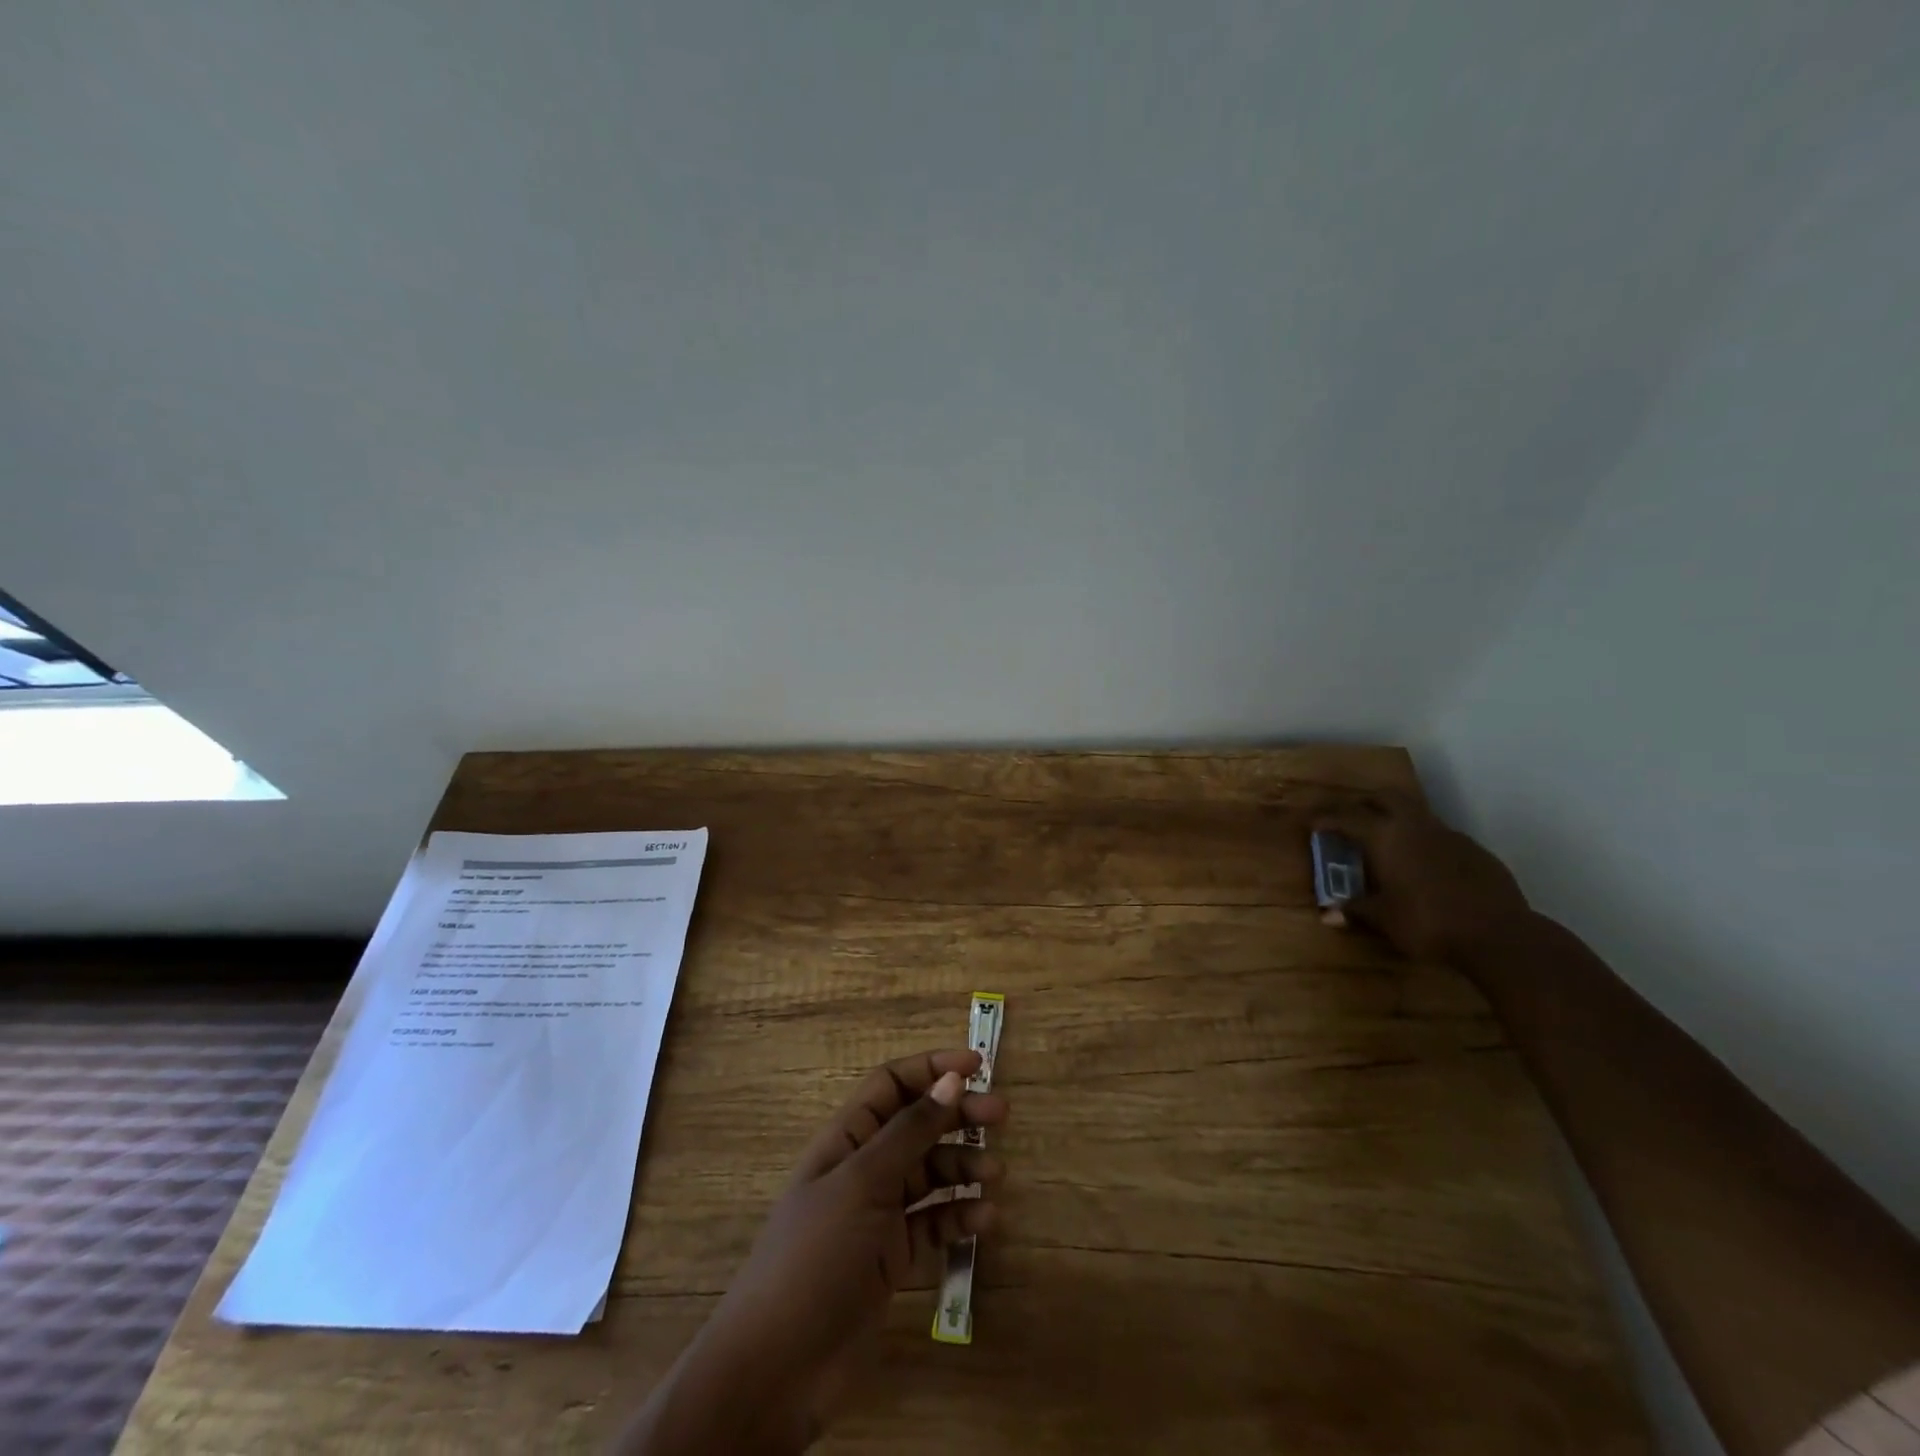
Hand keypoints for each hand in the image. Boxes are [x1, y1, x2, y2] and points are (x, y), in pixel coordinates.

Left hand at [621, 1049, 1007, 1453]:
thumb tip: (950, 1079)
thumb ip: (909, 1131)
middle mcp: (864, 1168)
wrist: (777, 1368)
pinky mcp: (892, 1258)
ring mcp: (878, 1215)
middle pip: (917, 1124)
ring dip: (963, 1166)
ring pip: (930, 1173)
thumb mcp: (862, 1183)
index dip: (931, 1069)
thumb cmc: (815, 1255)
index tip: (977, 1064)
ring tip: (995, 1175)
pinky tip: (986, 1220)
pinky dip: (960, 1217)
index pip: (891, 1084)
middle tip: (1001, 1113)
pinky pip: (934, 1224)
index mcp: (846, 1138)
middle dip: (957, 1114)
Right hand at [1313, 794, 1532, 968]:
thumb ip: (1357, 910)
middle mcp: (1415, 826)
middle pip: (1385, 797)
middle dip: (1364, 802)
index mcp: (1385, 837)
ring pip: (1415, 813)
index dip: (1326, 817)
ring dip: (1396, 820)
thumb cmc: (1428, 924)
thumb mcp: (1384, 919)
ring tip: (1385, 842)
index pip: (1347, 817)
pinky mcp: (1475, 851)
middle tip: (1349, 817)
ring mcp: (1450, 835)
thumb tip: (1328, 915)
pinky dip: (1423, 841)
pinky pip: (1440, 836)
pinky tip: (1423, 866)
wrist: (1500, 936)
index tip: (1312, 822)